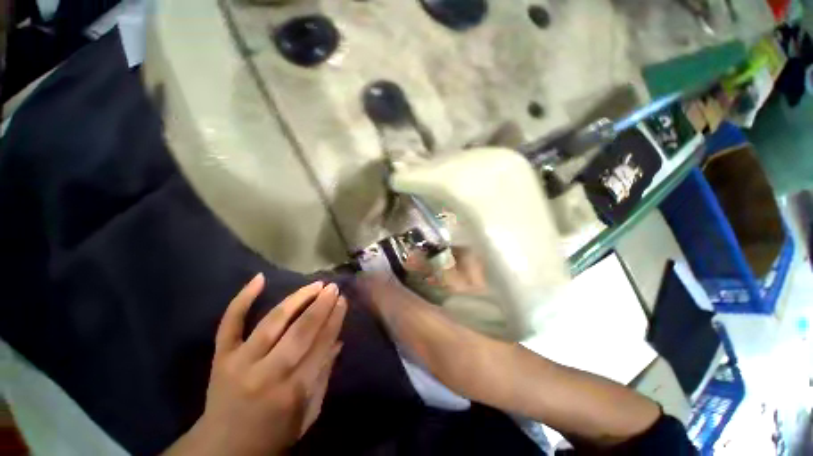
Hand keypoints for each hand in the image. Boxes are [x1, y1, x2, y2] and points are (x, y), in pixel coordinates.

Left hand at [164, 275, 346, 455]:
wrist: (222, 451)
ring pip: (273, 321)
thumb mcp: (307, 414)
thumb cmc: (273, 435)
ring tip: (315, 285)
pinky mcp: (221, 358)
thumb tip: (337, 341)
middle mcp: (267, 373)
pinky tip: (258, 279)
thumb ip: (324, 376)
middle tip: (333, 288)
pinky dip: (242, 300)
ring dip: (297, 299)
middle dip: (321, 305)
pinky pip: (230, 324)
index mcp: (293, 391)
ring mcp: (240, 362)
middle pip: (300, 330)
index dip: (334, 319)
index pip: (321, 345)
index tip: (343, 301)